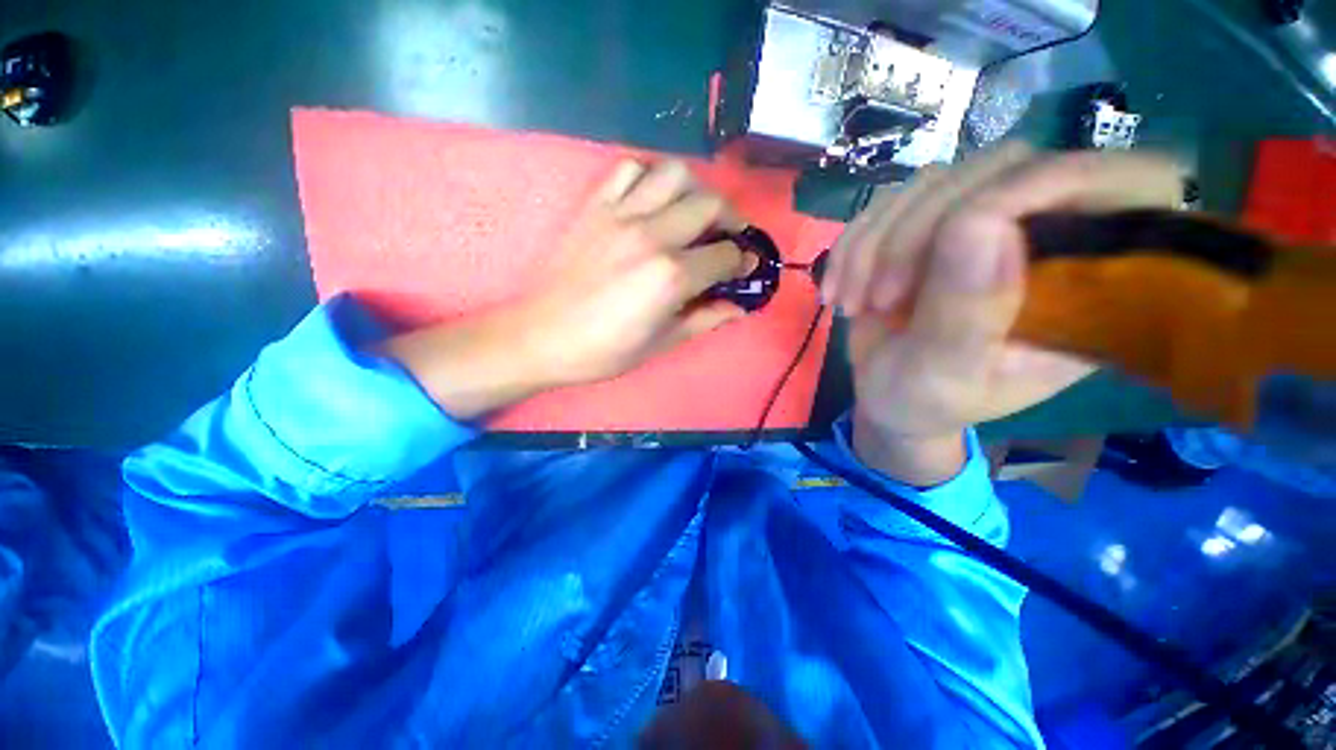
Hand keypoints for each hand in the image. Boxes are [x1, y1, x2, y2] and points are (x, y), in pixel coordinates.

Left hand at [383, 159, 753, 419]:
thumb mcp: (662, 343)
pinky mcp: (596, 207)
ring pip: (675, 174)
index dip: (743, 261)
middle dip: (730, 220)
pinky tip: (652, 202)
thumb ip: (705, 319)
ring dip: (695, 190)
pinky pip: (629, 169)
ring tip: (694, 214)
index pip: (725, 255)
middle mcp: (652, 235)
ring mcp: (621, 214)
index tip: (745, 266)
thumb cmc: (604, 350)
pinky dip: (650, 177)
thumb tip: (740, 308)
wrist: (542, 336)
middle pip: (710, 204)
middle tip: (728, 238)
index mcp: (672, 276)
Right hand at [821, 144, 1182, 484]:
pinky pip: (888, 202)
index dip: (1056, 181)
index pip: (1127, 183)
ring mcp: (981, 223)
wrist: (886, 395)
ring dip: (875, 243)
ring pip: (935, 181)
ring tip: (854, 302)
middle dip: (919, 233)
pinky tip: (839, 288)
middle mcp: (1045, 236)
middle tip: (880, 299)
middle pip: (1003, 169)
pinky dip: (853, 244)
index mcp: (1089, 283)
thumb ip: (967, 313)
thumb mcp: (946, 376)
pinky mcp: (927, 225)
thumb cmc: (925, 401)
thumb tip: (982, 223)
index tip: (966, 227)